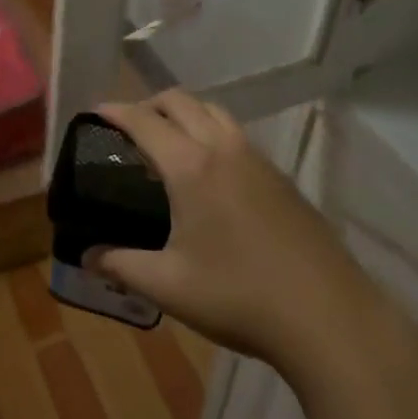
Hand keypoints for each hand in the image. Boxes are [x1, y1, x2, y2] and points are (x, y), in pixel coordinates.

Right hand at [88, 92, 383, 377]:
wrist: (329, 317)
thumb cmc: (239, 297)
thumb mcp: (169, 286)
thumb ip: (121, 266)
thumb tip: (87, 257)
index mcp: (191, 167)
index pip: (144, 120)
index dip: (115, 110)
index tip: (95, 111)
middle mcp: (223, 149)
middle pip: (181, 101)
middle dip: (149, 103)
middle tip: (128, 127)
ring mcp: (258, 160)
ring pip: (214, 111)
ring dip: (185, 112)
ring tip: (168, 142)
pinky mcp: (281, 178)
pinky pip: (237, 135)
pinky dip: (212, 132)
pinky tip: (211, 173)